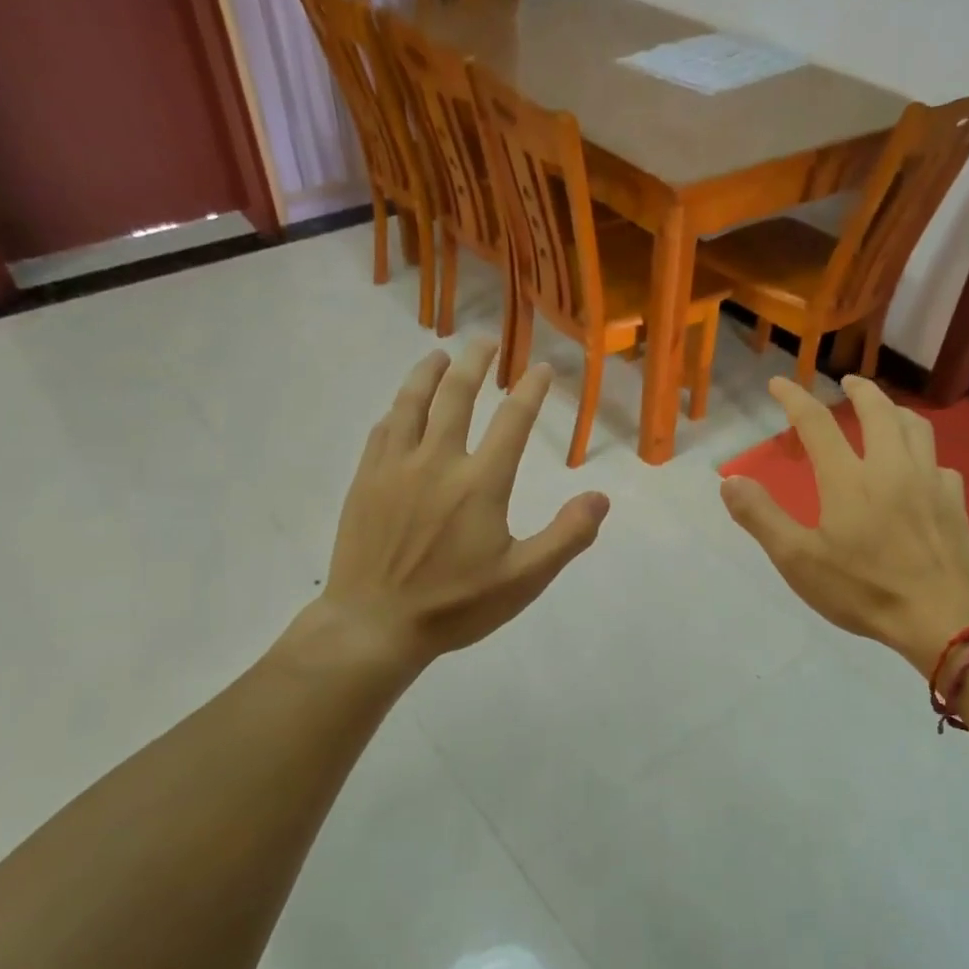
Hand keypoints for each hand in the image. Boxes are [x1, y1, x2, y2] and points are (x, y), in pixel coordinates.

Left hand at [293, 342, 608, 668]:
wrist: (375, 624)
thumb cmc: (455, 605)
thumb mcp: (523, 580)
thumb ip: (566, 536)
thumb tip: (601, 498)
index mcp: (481, 483)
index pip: (513, 420)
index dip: (531, 390)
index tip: (542, 369)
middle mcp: (438, 461)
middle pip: (457, 396)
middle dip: (476, 364)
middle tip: (487, 344)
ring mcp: (396, 467)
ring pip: (413, 402)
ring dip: (430, 373)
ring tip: (441, 355)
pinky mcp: (367, 479)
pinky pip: (384, 429)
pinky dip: (398, 408)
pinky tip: (402, 406)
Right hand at [721, 376, 968, 676]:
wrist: (942, 616)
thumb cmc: (863, 589)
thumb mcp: (798, 560)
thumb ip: (761, 517)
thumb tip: (729, 481)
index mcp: (849, 478)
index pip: (817, 422)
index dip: (795, 397)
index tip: (780, 382)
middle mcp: (891, 466)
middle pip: (877, 410)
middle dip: (859, 389)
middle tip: (847, 381)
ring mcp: (929, 481)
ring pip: (916, 427)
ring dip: (895, 411)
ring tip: (885, 412)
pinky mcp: (954, 501)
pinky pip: (939, 463)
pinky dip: (923, 455)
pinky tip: (920, 470)